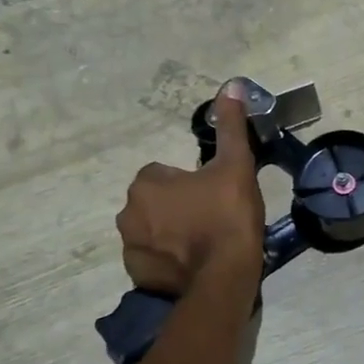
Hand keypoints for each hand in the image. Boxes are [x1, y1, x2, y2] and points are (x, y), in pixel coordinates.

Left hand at [117, 84, 264, 293]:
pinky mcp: (137, 275)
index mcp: (146, 183)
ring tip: (205, 243)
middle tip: (212, 217)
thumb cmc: (227, 215)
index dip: (191, 182)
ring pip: (153, 230)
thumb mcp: (235, 165)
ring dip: (172, 233)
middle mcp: (128, 213)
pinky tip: (194, 264)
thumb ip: (230, 126)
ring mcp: (130, 247)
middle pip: (156, 201)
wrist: (224, 277)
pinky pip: (153, 259)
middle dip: (178, 206)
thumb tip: (231, 86)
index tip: (214, 194)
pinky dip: (168, 260)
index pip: (164, 173)